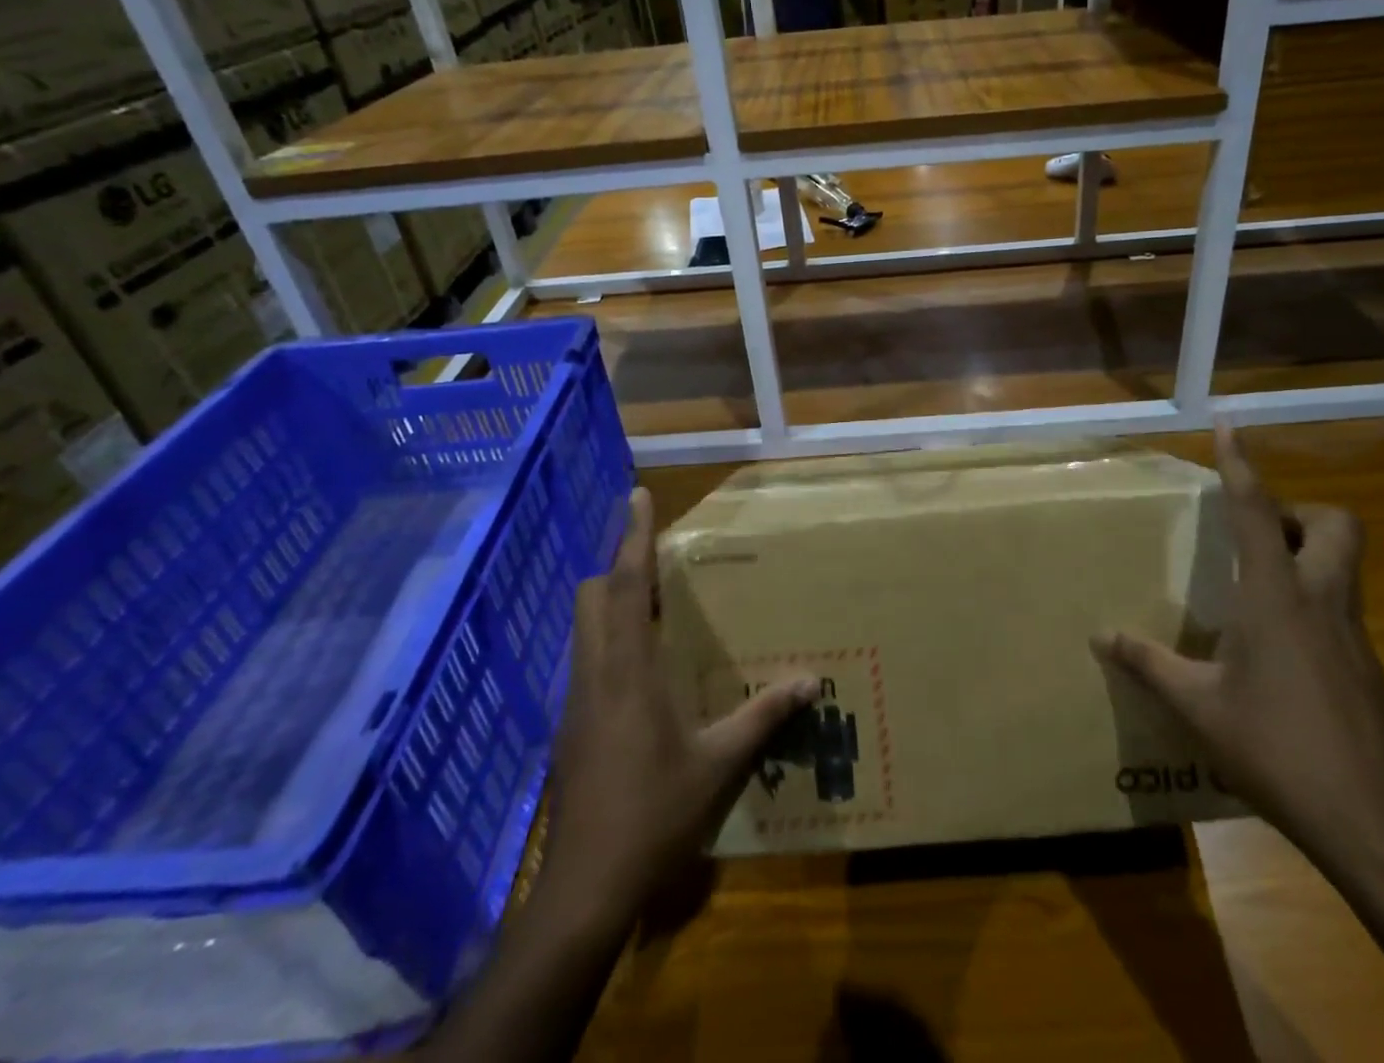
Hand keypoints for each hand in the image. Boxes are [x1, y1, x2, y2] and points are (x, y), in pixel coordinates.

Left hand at [540, 489, 817, 926]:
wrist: (585, 888)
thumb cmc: (654, 815)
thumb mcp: (718, 763)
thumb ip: (764, 716)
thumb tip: (812, 680)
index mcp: (628, 670)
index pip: (625, 585)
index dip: (633, 536)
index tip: (637, 495)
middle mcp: (595, 673)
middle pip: (591, 597)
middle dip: (616, 567)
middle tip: (656, 562)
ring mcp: (576, 701)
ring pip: (584, 628)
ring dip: (612, 604)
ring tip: (654, 606)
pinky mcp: (571, 727)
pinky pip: (588, 661)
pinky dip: (610, 642)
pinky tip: (643, 673)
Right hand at [1092, 429, 1383, 864]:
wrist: (1372, 825)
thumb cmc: (1275, 748)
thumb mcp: (1197, 706)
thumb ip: (1148, 663)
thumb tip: (1100, 635)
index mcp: (1276, 599)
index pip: (1258, 513)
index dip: (1242, 466)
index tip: (1231, 426)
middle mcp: (1322, 603)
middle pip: (1337, 525)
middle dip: (1299, 512)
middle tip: (1256, 533)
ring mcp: (1354, 636)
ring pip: (1345, 565)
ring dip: (1306, 554)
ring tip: (1255, 584)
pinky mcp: (1368, 668)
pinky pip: (1341, 609)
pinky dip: (1310, 602)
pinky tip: (1275, 647)